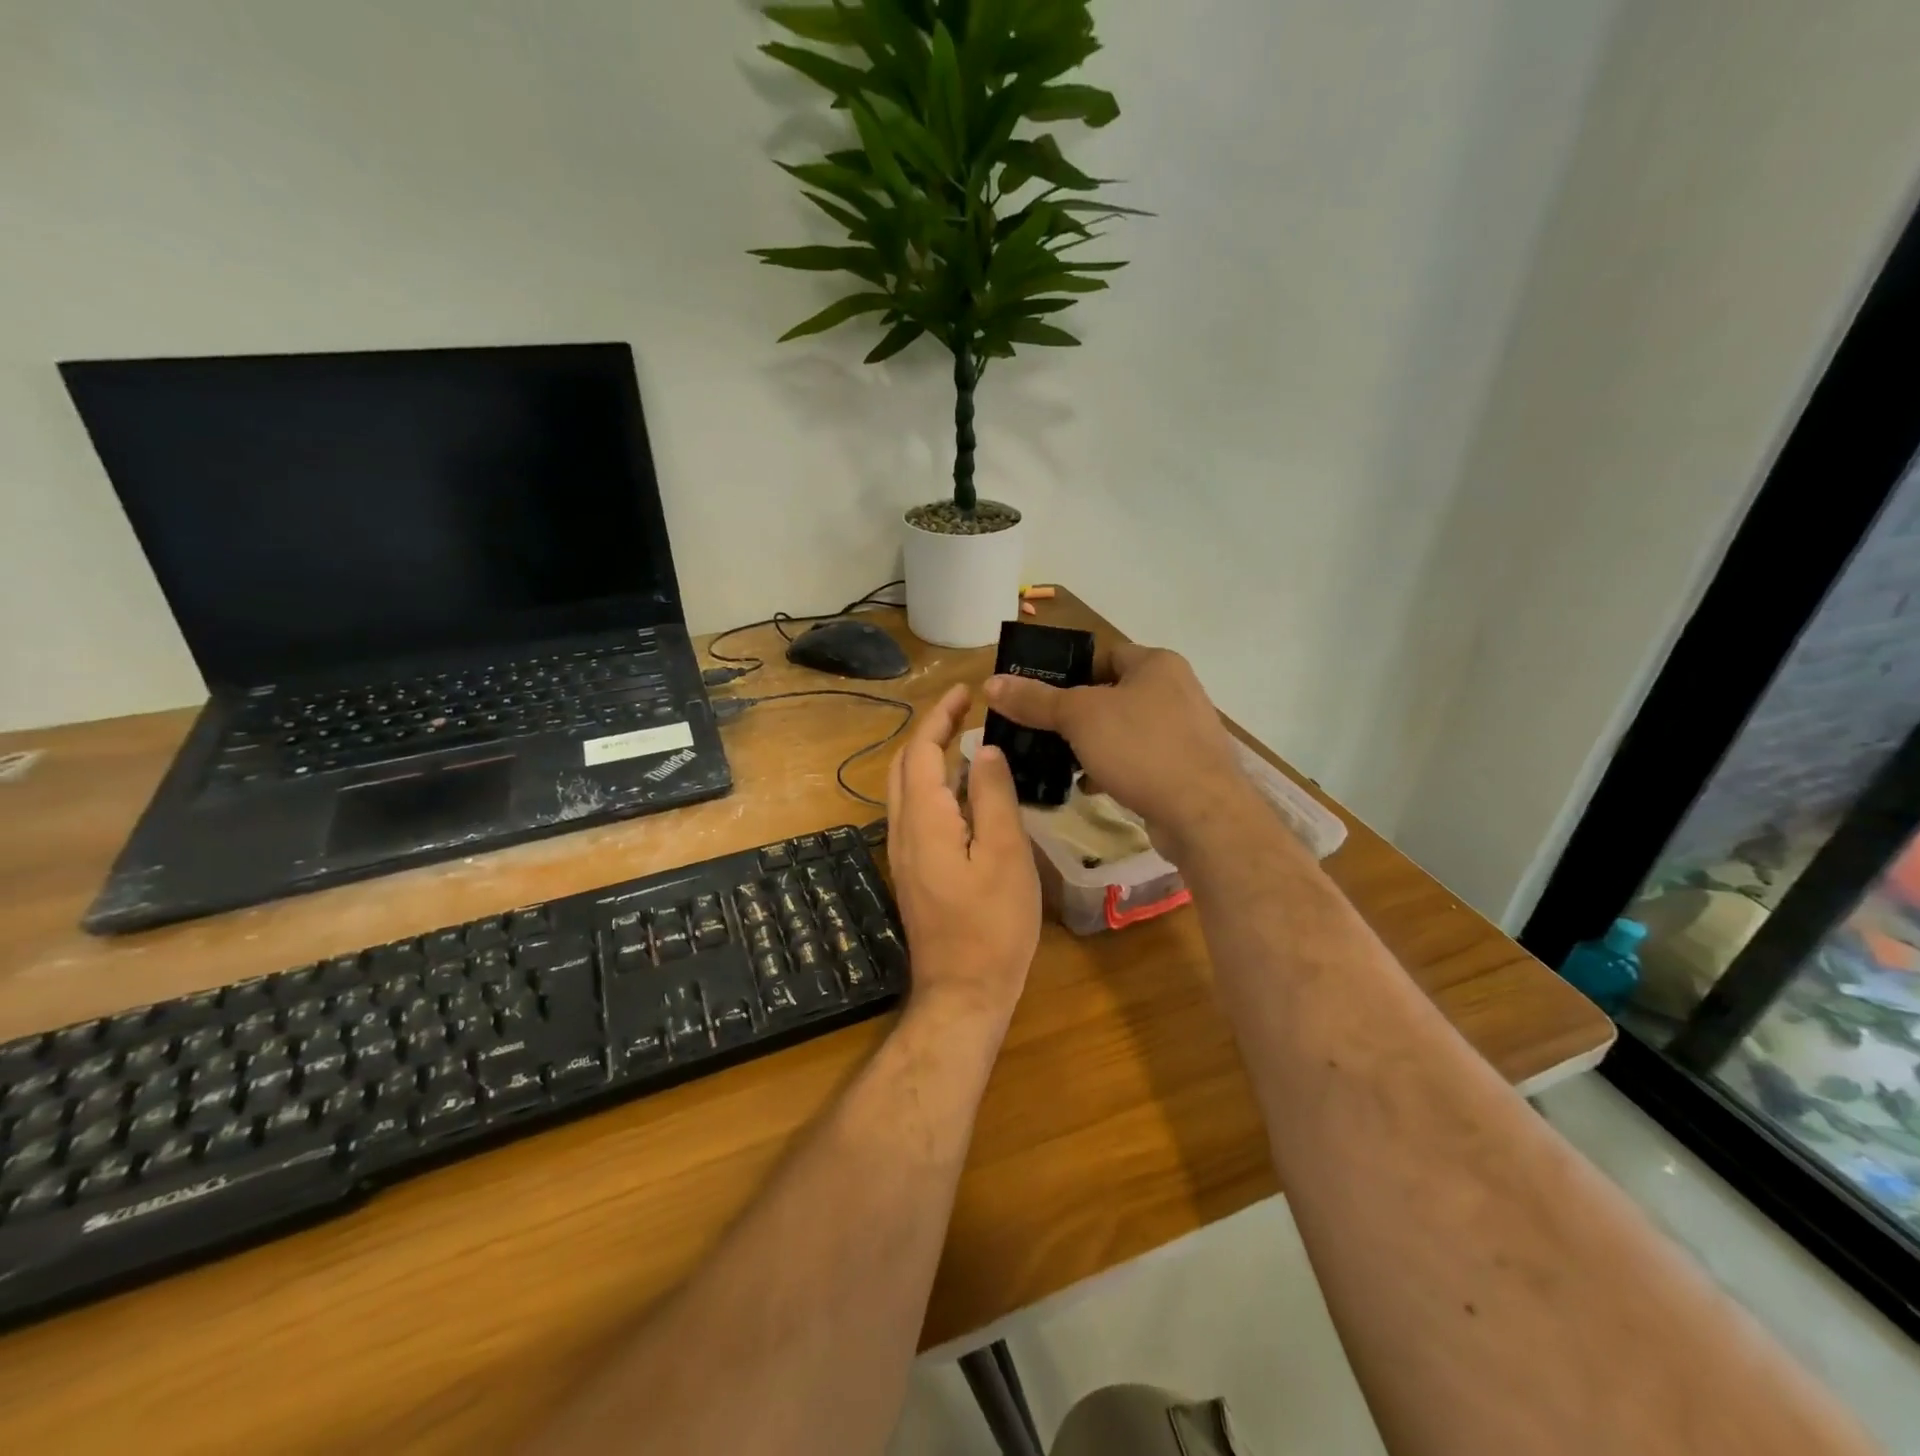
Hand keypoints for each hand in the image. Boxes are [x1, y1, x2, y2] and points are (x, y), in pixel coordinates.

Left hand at [886, 684, 1040, 1028]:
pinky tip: (966, 792)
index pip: (921, 751)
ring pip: (907, 790)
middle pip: (905, 766)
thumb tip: (985, 751)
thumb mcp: (1005, 854)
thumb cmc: (992, 924)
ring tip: (968, 741)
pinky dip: (935, 786)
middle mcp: (903, 830)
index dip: (939, 716)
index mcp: (924, 819)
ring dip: (930, 758)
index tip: (964, 692)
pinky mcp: (914, 871)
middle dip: (930, 732)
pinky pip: (917, 812)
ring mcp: (904, 854)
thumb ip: (993, 797)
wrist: (963, 991)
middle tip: (965, 711)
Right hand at [984, 642, 1249, 860]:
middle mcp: (1176, 690)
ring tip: (1060, 761)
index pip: (1104, 656)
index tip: (1039, 696)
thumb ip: (1036, 700)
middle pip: (1112, 694)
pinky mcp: (1186, 767)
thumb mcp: (1079, 718)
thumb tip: (990, 684)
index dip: (1069, 673)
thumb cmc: (1141, 748)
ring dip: (1093, 745)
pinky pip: (1140, 760)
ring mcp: (1185, 731)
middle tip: (1042, 731)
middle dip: (1077, 715)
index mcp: (1157, 664)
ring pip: (1125, 730)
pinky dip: (1114, 768)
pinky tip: (1090, 786)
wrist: (1202, 813)